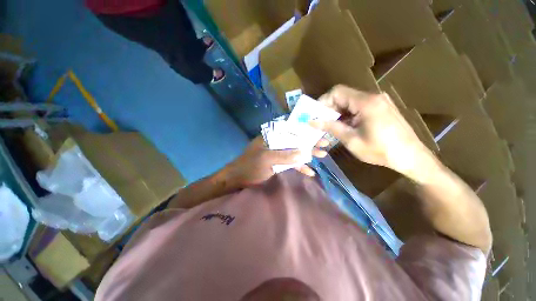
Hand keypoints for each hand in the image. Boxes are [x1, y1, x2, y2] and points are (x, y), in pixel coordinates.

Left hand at [224, 137, 328, 186]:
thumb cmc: (250, 166)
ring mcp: (277, 153)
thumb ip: (285, 155)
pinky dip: (299, 167)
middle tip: (324, 144)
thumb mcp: (267, 159)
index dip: (304, 129)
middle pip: (295, 141)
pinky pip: (291, 163)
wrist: (238, 178)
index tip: (317, 131)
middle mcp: (276, 142)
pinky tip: (310, 172)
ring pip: (295, 152)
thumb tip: (304, 153)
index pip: (290, 129)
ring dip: (307, 155)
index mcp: (271, 136)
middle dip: (309, 143)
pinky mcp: (278, 163)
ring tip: (322, 155)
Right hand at [310, 85, 432, 176]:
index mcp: (366, 102)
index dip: (323, 102)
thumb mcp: (351, 140)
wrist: (411, 157)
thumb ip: (331, 127)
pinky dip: (347, 116)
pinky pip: (358, 107)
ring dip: (338, 113)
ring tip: (331, 128)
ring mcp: (378, 101)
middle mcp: (372, 97)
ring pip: (349, 102)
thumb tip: (312, 121)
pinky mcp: (380, 107)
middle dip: (329, 109)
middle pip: (343, 96)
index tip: (315, 116)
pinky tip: (345, 128)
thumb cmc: (381, 150)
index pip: (337, 92)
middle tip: (321, 124)